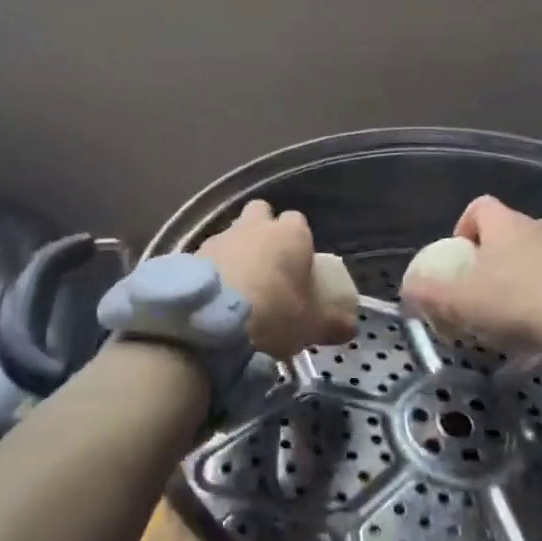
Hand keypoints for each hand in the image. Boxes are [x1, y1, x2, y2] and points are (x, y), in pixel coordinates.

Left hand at [198, 200, 355, 360]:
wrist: (211, 323)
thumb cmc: (274, 316)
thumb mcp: (312, 327)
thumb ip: (333, 323)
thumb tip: (350, 327)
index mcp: (290, 234)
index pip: (297, 222)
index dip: (298, 242)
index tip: (298, 266)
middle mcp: (254, 226)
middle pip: (260, 213)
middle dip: (262, 230)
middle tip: (267, 265)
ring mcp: (220, 236)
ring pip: (232, 233)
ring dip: (236, 251)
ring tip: (238, 286)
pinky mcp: (191, 254)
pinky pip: (208, 256)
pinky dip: (213, 269)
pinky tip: (214, 296)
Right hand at [401, 195, 541, 363]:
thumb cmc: (519, 303)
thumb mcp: (462, 302)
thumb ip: (428, 294)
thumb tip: (406, 290)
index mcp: (507, 224)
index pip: (480, 207)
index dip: (465, 228)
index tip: (461, 258)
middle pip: (513, 232)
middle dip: (499, 258)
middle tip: (489, 292)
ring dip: (532, 274)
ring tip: (524, 313)